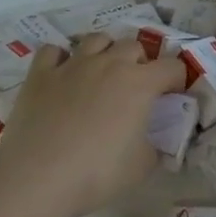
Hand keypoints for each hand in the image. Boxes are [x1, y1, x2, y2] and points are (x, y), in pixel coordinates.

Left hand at [0, 34, 186, 216]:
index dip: (178, 79)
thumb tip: (153, 139)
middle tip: (136, 86)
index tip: (174, 95)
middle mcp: (109, 64)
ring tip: (102, 72)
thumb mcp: (142, 166)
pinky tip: (62, 74)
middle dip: (141, 62)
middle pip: (134, 46)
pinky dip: (61, 58)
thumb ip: (155, 145)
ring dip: (106, 51)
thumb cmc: (97, 172)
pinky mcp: (41, 74)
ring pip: (97, 39)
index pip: (172, 67)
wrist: (37, 177)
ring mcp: (73, 65)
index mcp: (140, 83)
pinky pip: (53, 51)